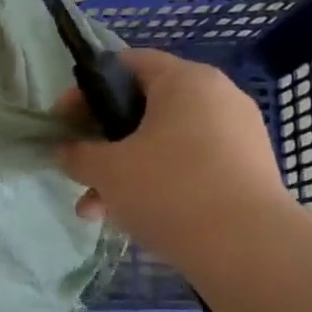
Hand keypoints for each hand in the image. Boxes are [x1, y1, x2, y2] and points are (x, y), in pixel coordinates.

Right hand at [58, 50, 291, 266]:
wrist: (247, 247)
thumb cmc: (169, 190)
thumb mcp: (108, 171)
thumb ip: (78, 155)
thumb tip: (66, 151)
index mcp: (185, 80)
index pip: (127, 64)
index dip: (87, 91)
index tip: (63, 123)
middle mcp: (217, 96)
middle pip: (144, 110)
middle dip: (104, 144)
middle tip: (80, 172)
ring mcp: (237, 134)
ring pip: (165, 145)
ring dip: (125, 173)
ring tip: (98, 212)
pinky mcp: (248, 170)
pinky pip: (190, 166)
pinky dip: (160, 184)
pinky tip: (136, 218)